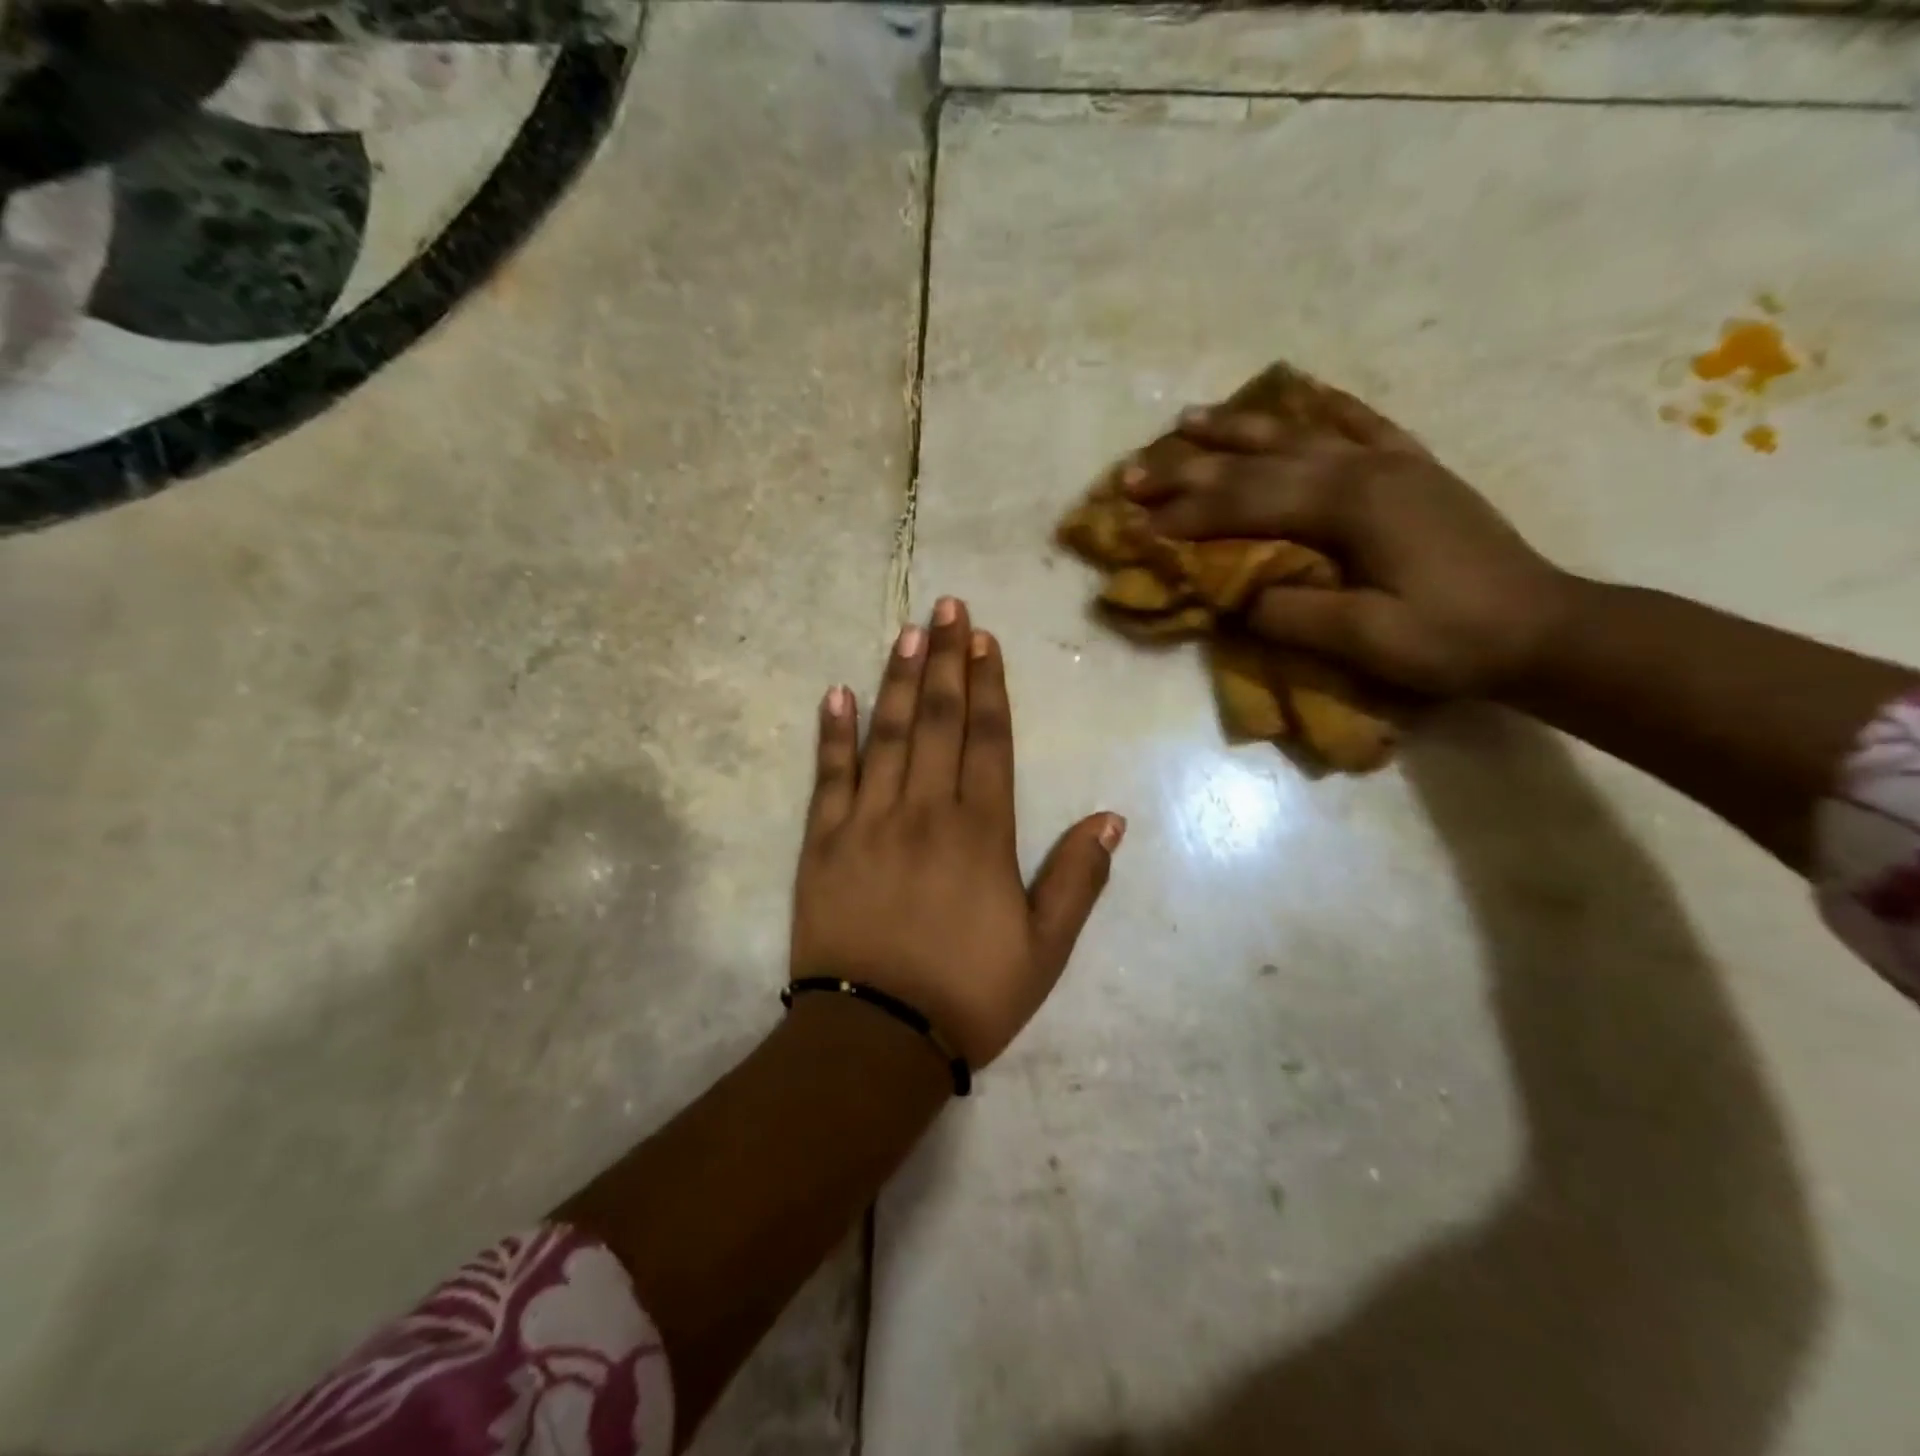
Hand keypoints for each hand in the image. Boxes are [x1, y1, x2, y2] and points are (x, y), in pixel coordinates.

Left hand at [791, 599, 1124, 1068]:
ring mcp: (866, 822)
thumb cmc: (968, 995)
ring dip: (899, 680)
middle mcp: (924, 811)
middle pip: (939, 721)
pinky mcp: (822, 844)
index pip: (988, 740)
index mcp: (980, 833)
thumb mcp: (1044, 950)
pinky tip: (837, 694)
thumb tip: (1111, 818)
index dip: (988, 685)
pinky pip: (828, 777)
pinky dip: (832, 734)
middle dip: (945, 660)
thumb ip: (1076, 879)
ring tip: (906, 632)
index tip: (983, 639)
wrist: (876, 1039)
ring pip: (887, 735)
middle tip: (947, 606)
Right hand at [1124, 374, 1575, 698]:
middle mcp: (1364, 468)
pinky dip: (1323, 408)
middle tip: (1133, 471)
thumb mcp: (1366, 640)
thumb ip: (1293, 611)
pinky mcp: (1413, 469)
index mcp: (1351, 505)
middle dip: (1190, 469)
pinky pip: (1360, 424)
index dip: (1185, 513)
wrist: (1543, 630)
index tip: (1134, 520)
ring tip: (1188, 420)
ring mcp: (1391, 463)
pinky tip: (1301, 395)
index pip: (1246, 503)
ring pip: (1298, 433)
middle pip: (1259, 462)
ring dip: (1238, 429)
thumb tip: (1236, 593)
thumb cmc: (1451, 639)